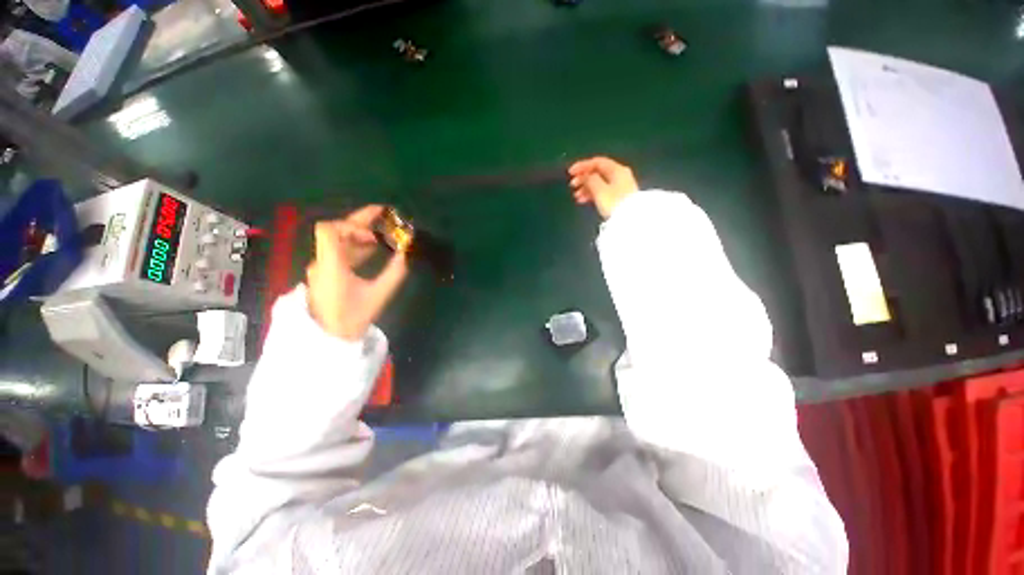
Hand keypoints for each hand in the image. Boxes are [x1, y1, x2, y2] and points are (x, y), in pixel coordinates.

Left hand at [306, 205, 408, 340]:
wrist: (329, 338)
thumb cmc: (352, 317)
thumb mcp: (379, 295)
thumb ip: (394, 272)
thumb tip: (406, 253)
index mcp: (331, 265)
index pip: (330, 230)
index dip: (352, 226)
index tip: (373, 235)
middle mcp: (322, 261)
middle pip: (336, 231)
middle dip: (361, 221)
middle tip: (384, 213)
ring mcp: (322, 267)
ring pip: (339, 241)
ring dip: (361, 235)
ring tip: (383, 235)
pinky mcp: (326, 273)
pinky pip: (341, 252)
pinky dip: (357, 246)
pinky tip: (373, 250)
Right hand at [568, 156, 638, 218]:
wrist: (630, 220)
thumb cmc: (614, 203)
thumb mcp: (599, 190)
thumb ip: (590, 180)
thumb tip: (586, 176)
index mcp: (616, 169)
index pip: (597, 162)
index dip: (582, 166)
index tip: (570, 172)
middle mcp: (619, 175)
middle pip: (598, 172)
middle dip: (583, 178)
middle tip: (572, 185)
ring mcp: (620, 186)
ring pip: (599, 183)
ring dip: (586, 188)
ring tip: (576, 196)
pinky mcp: (618, 197)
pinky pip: (602, 191)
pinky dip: (591, 194)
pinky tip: (583, 200)